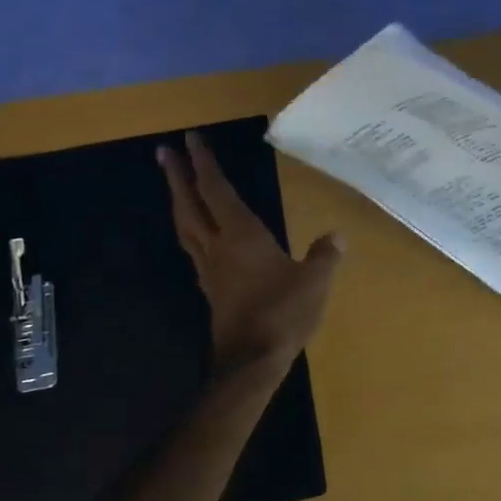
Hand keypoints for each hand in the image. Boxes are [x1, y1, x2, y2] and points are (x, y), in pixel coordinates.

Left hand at [159, 131, 344, 371]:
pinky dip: (190, 231)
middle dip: (178, 177)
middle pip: (190, 205)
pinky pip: (193, 250)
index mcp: (241, 235)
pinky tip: (197, 235)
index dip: (204, 164)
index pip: (217, 190)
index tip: (190, 139)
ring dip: (178, 202)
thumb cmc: (282, 314)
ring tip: (174, 186)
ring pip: (186, 227)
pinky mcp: (211, 290)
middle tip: (164, 152)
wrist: (251, 361)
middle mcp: (218, 246)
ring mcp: (210, 270)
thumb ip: (324, 255)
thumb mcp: (314, 281)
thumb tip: (337, 235)